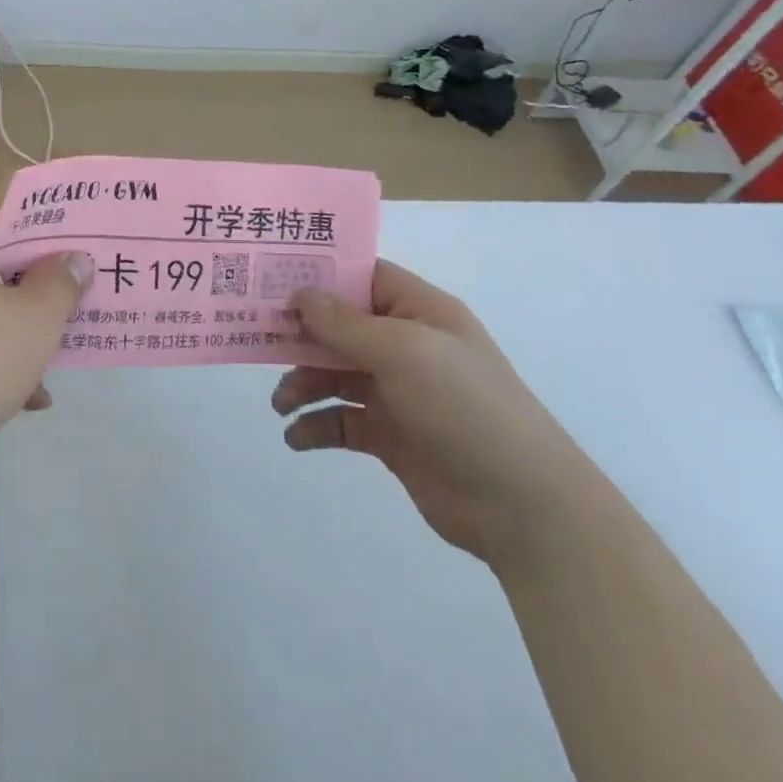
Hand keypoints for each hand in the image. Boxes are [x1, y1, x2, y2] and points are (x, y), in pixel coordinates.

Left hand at [0, 189, 91, 507]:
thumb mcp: (31, 323)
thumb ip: (60, 283)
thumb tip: (74, 259)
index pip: (15, 199)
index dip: (62, 210)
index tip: (102, 223)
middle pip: (5, 251)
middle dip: (53, 273)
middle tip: (102, 280)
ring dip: (32, 320)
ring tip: (81, 339)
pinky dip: (1, 357)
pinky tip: (36, 396)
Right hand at [273, 260, 595, 566]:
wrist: (523, 505)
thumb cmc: (465, 406)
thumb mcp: (404, 352)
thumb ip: (346, 324)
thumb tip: (301, 294)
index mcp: (420, 312)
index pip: (364, 277)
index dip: (322, 276)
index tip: (274, 280)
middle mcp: (407, 346)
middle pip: (341, 326)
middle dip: (302, 335)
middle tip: (259, 341)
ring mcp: (399, 392)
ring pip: (335, 374)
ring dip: (303, 384)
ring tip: (281, 403)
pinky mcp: (391, 436)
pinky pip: (342, 420)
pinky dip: (316, 426)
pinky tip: (297, 437)